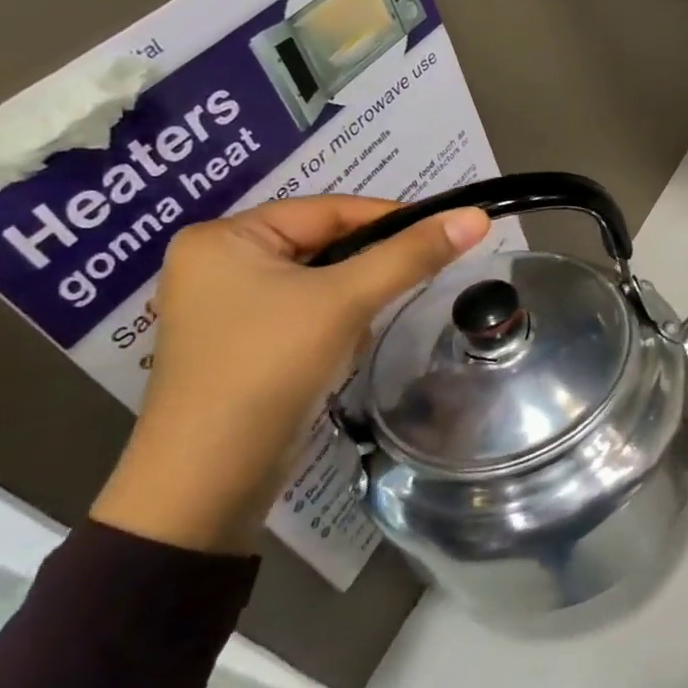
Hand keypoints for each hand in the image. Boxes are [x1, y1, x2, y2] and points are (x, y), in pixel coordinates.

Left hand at [90, 197, 490, 554]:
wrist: (211, 478)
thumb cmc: (270, 367)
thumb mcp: (346, 301)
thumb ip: (412, 255)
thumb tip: (476, 216)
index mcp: (225, 237)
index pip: (327, 210)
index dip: (390, 218)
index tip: (445, 234)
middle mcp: (217, 263)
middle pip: (323, 244)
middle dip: (368, 269)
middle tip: (415, 280)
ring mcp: (225, 306)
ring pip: (319, 281)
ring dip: (353, 300)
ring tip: (363, 327)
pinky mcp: (241, 343)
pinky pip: (304, 311)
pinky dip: (333, 323)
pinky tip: (339, 351)